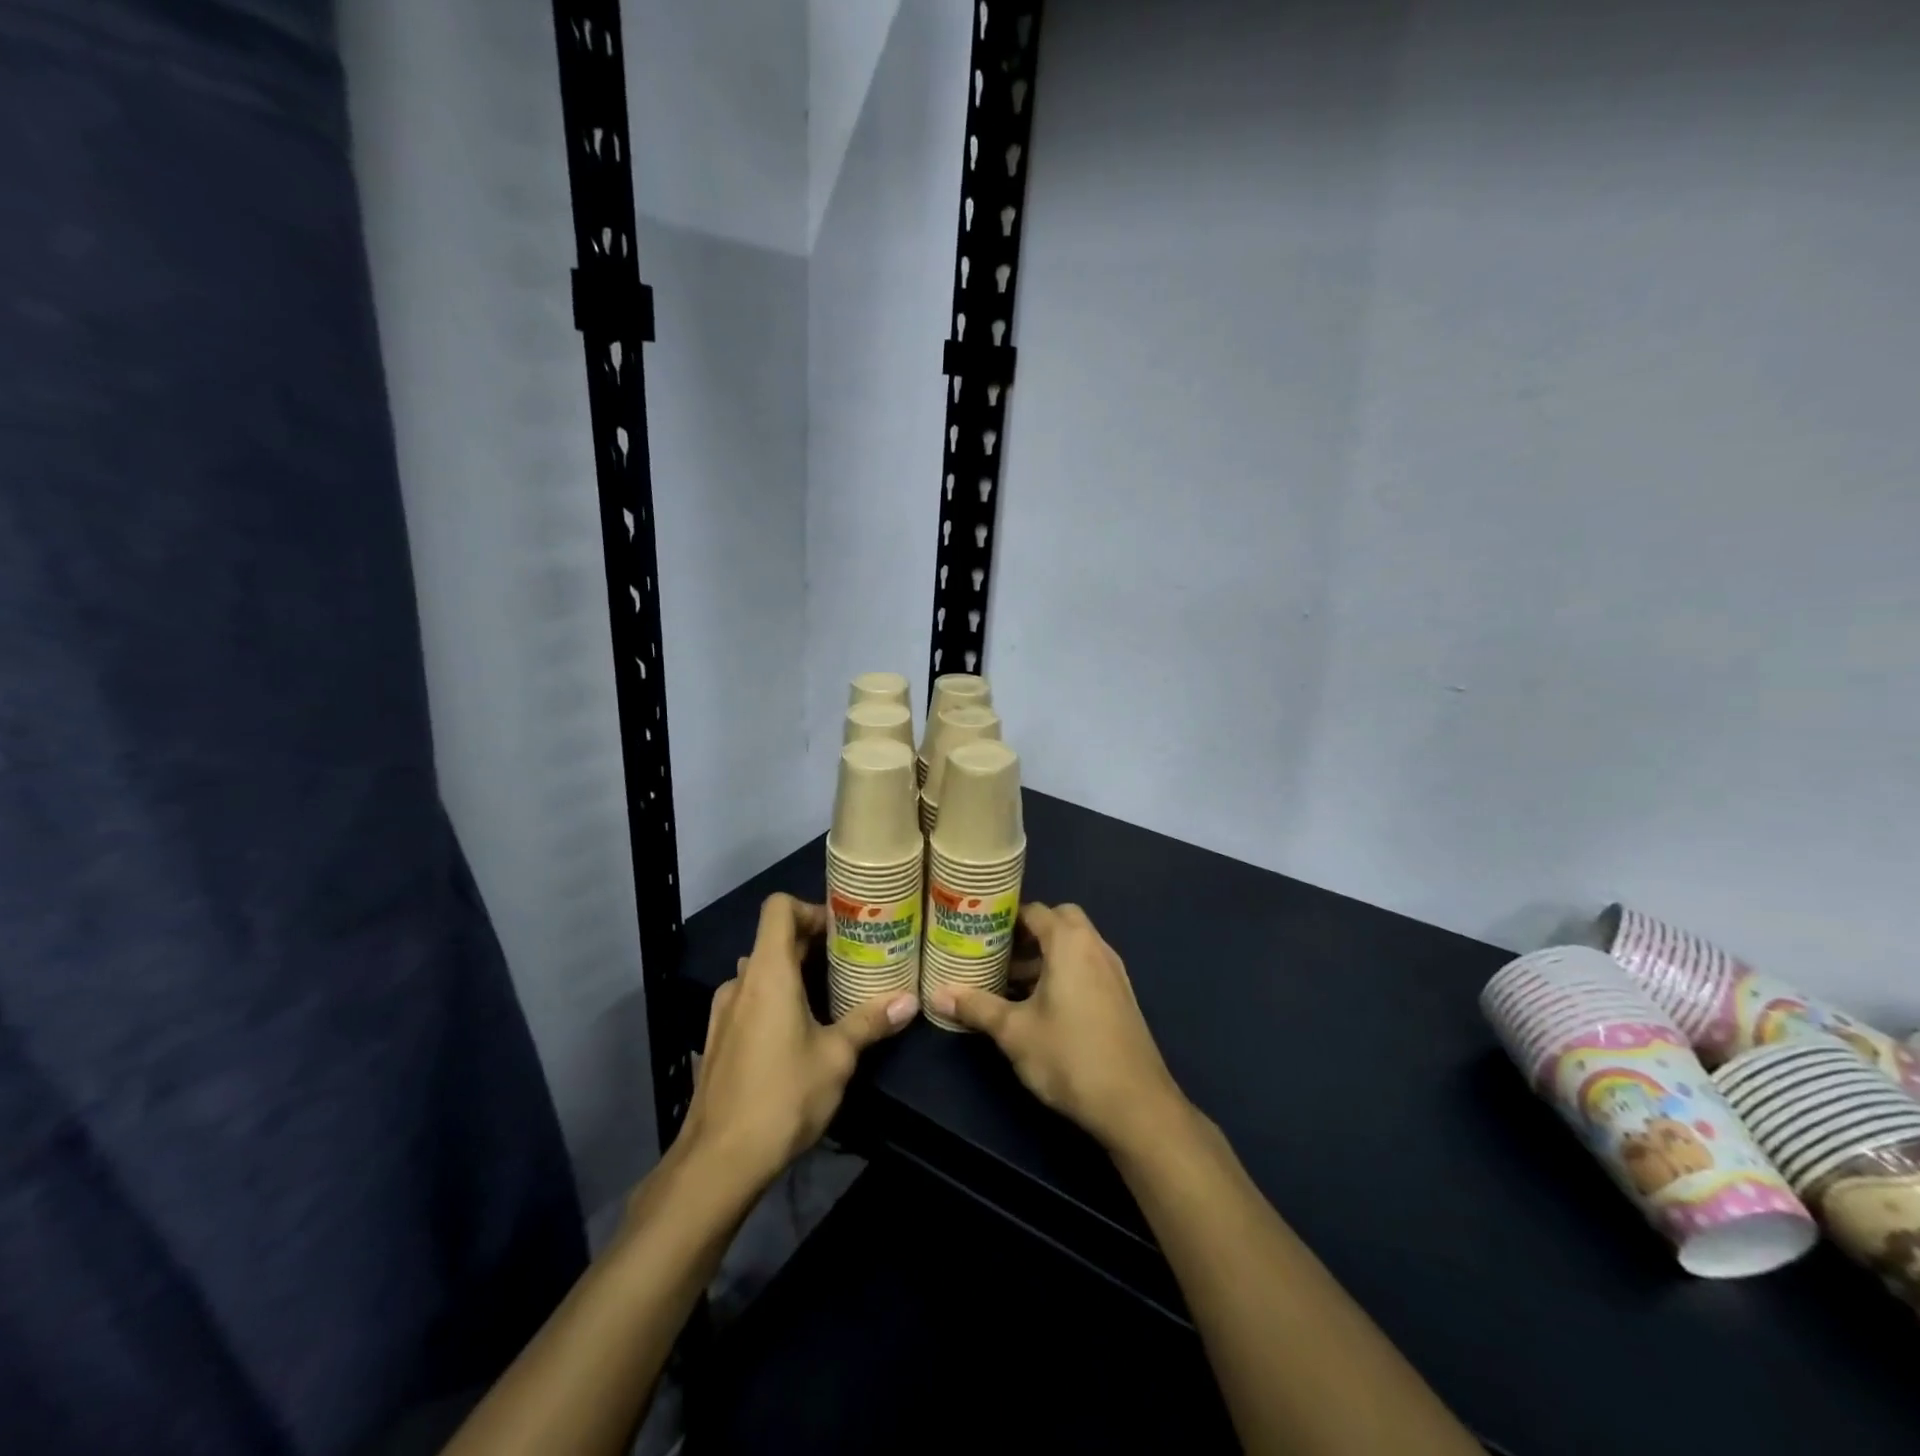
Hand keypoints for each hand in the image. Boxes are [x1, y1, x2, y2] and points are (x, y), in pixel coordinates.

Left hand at [678, 894, 916, 1193]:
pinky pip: (751, 1000)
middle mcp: (741, 982)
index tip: (843, 931)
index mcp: (768, 973)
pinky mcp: (718, 1039)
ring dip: (795, 973)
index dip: (811, 908)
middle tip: (854, 961)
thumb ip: (870, 1022)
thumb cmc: (782, 1097)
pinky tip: (801, 1031)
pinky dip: (777, 999)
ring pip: (763, 972)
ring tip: (833, 995)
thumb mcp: (837, 1057)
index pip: (779, 908)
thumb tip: (910, 1001)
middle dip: (814, 944)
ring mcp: (723, 1011)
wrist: (718, 1162)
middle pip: (774, 939)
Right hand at [930, 903, 1187, 1153]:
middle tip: (999, 956)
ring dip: (1047, 955)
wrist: (1135, 1104)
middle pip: (1059, 921)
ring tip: (1013, 984)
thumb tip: (937, 994)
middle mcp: (1095, 947)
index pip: (1035, 910)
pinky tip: (1044, 1007)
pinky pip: (1088, 966)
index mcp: (1070, 943)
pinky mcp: (1122, 995)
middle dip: (1029, 933)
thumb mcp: (1014, 1032)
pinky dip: (1065, 971)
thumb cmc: (1070, 1057)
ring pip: (1076, 945)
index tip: (979, 932)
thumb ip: (977, 1007)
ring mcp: (1113, 971)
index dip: (1005, 918)